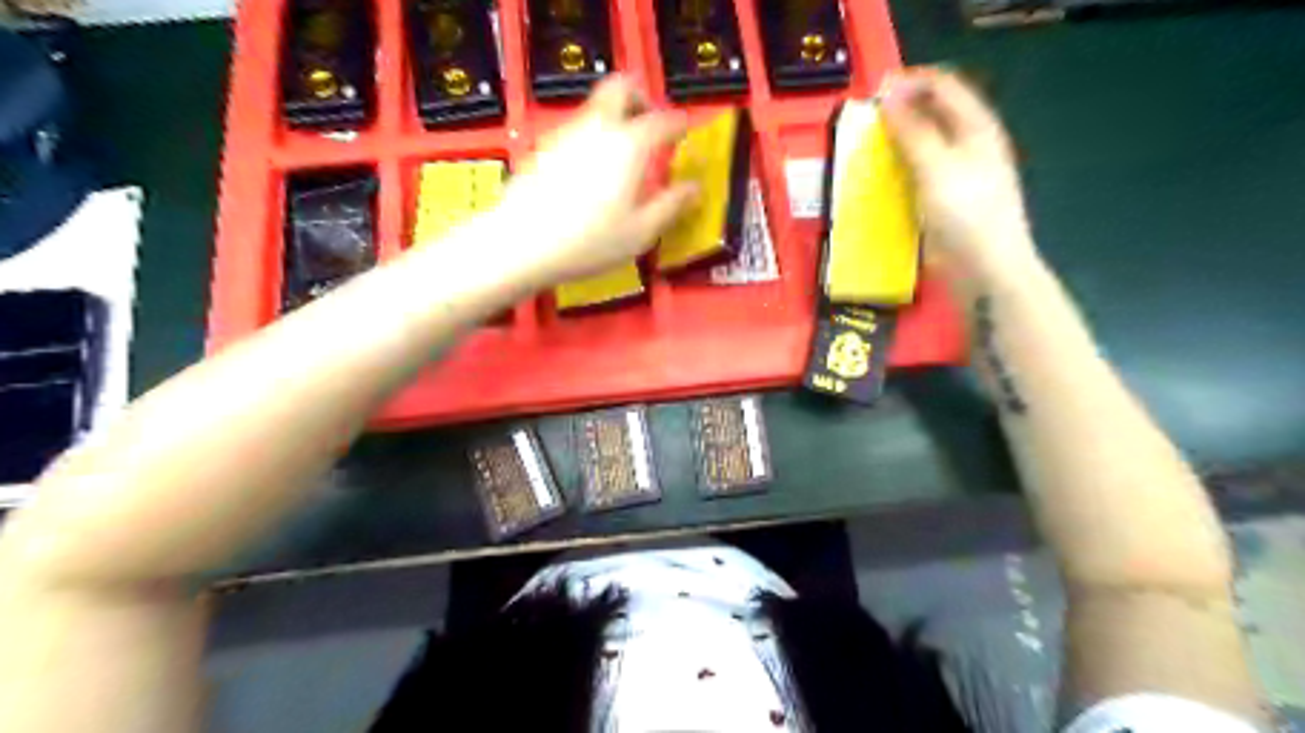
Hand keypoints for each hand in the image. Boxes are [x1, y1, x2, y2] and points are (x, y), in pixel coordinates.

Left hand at [496, 77, 698, 285]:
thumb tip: (694, 189)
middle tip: (650, 126)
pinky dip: (590, 140)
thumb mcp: (641, 232)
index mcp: (629, 144)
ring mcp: (565, 134)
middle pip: (621, 87)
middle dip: (641, 98)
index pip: (663, 120)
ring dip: (614, 120)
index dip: (680, 123)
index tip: (687, 129)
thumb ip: (671, 206)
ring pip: (595, 108)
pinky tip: (589, 176)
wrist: (520, 243)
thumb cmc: (589, 241)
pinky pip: (575, 131)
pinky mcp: (542, 149)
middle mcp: (597, 127)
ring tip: (622, 159)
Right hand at [886, 68, 1040, 280]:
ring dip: (896, 141)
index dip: (910, 83)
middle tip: (866, 124)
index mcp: (976, 126)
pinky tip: (881, 178)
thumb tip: (888, 96)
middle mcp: (969, 143)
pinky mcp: (945, 198)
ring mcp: (958, 172)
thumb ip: (912, 130)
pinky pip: (918, 171)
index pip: (943, 86)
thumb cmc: (966, 214)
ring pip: (923, 143)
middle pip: (933, 112)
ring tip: (868, 148)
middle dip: (900, 112)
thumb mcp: (936, 167)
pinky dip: (899, 168)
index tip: (873, 96)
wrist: (985, 269)